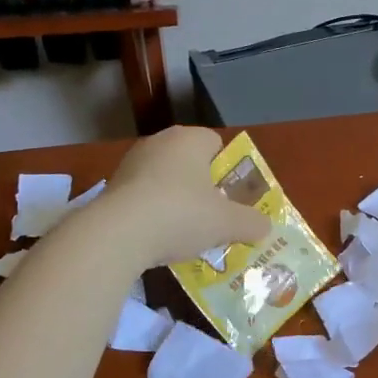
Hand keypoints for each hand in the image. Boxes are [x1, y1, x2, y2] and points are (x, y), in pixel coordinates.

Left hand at [98, 127, 271, 267]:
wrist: (116, 235)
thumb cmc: (181, 215)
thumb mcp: (227, 224)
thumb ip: (252, 223)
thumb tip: (266, 226)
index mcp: (190, 139)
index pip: (216, 144)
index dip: (228, 170)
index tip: (231, 198)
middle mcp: (160, 142)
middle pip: (190, 163)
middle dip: (202, 188)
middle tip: (213, 217)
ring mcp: (131, 163)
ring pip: (165, 180)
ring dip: (176, 201)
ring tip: (185, 233)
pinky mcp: (112, 186)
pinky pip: (143, 197)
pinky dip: (152, 213)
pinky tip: (157, 239)